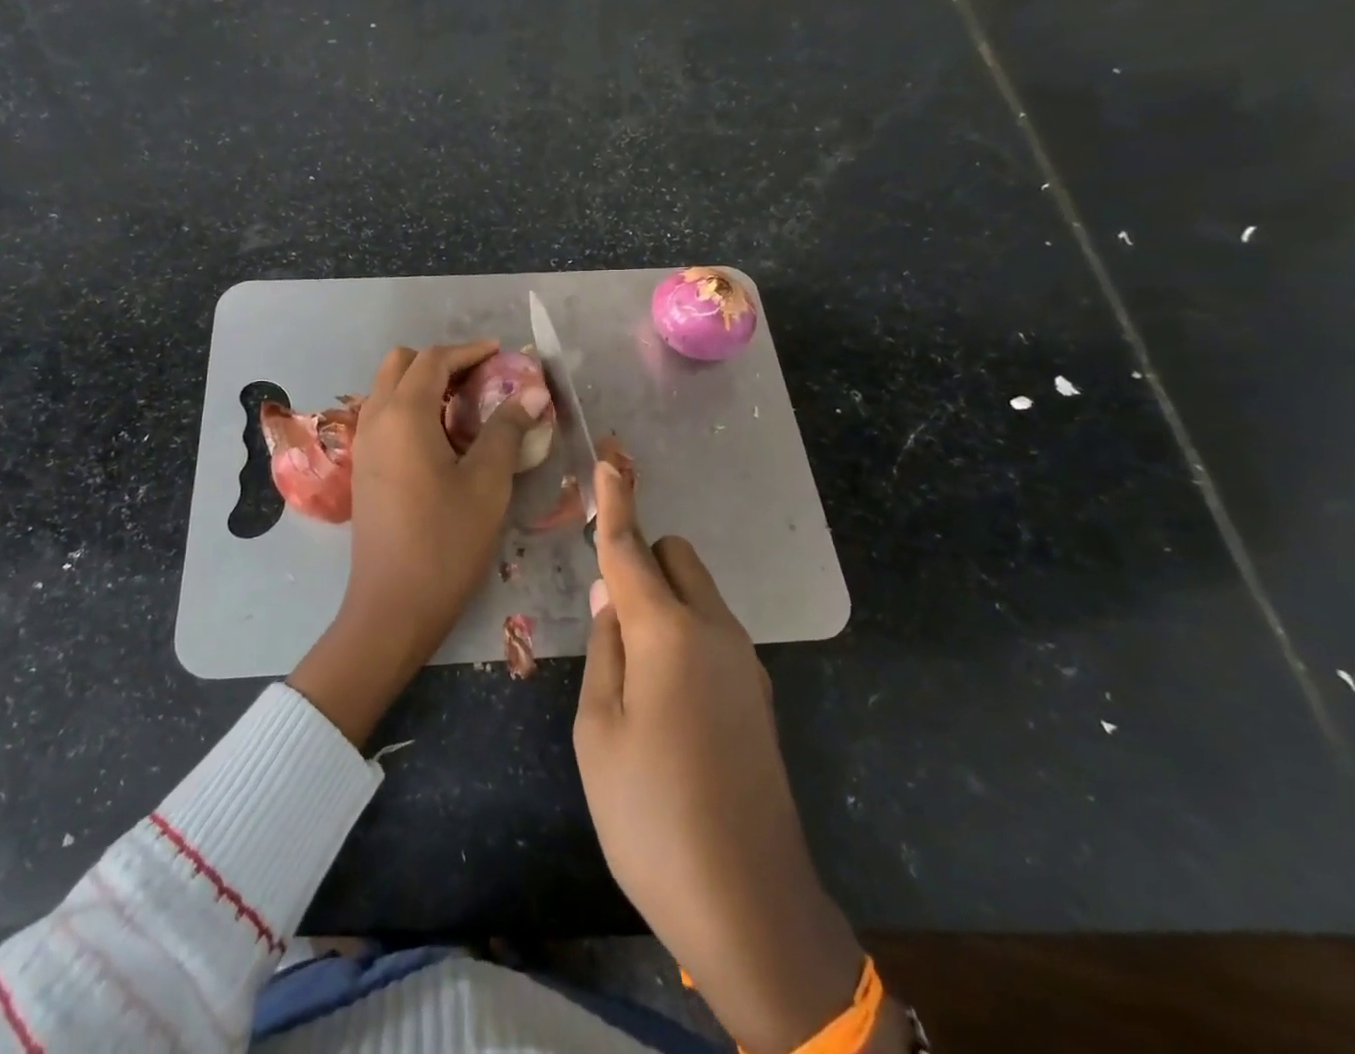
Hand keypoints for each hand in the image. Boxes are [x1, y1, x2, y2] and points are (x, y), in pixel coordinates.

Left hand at [289, 340, 535, 745]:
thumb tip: (532, 390)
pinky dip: (411, 409)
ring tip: (466, 408)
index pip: (433, 360)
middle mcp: (375, 419)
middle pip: (401, 365)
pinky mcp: (363, 469)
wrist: (392, 606)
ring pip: (388, 390)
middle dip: (441, 362)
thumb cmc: (446, 541)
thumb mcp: (488, 483)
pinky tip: (442, 440)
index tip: (501, 355)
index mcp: (404, 415)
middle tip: (481, 380)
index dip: (469, 351)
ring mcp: (363, 445)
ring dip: (423, 385)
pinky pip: (384, 417)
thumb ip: (507, 429)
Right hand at [575, 461, 883, 1053]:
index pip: (631, 546)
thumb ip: (605, 647)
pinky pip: (713, 631)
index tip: (609, 450)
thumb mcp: (597, 731)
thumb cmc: (650, 815)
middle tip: (606, 612)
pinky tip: (664, 699)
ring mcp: (744, 661)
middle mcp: (714, 631)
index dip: (616, 496)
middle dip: (641, 560)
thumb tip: (610, 591)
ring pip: (697, 593)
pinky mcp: (757, 692)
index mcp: (667, 634)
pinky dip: (683, 632)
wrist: (750, 904)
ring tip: (631, 671)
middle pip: (676, 556)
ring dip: (662, 600)